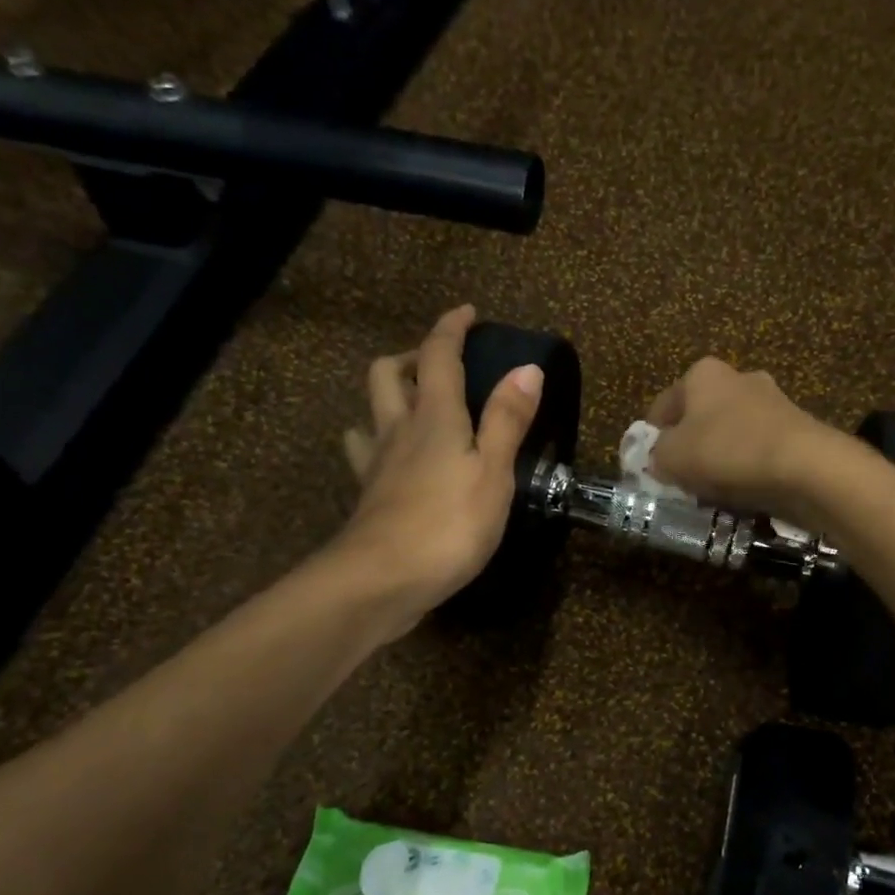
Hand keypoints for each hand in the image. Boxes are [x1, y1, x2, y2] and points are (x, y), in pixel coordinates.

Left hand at [336, 304, 542, 631]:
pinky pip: (367, 456)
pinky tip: (395, 462)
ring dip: (389, 398)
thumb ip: (507, 420)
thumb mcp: (492, 472)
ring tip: (415, 409)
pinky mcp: (369, 498)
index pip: (438, 356)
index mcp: (434, 417)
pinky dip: (380, 445)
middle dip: (411, 357)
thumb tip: (527, 367)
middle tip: (437, 364)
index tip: (466, 313)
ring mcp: (377, 465)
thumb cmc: (449, 524)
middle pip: (388, 374)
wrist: (382, 580)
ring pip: (370, 413)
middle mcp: (398, 431)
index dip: (451, 329)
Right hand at [647, 357, 842, 525]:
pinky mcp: (796, 428)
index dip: (651, 438)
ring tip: (712, 491)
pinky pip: (757, 450)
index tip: (650, 467)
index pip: (663, 405)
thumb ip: (656, 455)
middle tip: (680, 480)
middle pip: (699, 417)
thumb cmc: (726, 451)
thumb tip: (659, 459)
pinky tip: (743, 491)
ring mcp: (772, 401)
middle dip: (689, 447)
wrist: (803, 466)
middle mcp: (738, 378)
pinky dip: (747, 467)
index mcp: (702, 374)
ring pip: (730, 434)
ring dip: (719, 458)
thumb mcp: (671, 457)